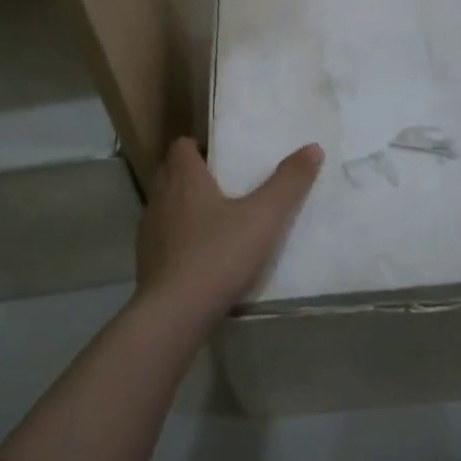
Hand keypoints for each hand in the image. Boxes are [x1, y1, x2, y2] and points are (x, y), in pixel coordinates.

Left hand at [134, 137, 323, 326]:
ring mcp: (149, 232)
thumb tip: (313, 147)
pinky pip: (163, 238)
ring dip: (184, 206)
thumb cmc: (218, 255)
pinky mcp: (147, 262)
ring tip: (216, 219)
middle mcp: (161, 199)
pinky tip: (202, 255)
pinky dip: (179, 238)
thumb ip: (288, 183)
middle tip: (224, 183)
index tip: (223, 156)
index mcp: (184, 179)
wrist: (174, 314)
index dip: (200, 146)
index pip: (181, 146)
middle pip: (170, 172)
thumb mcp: (263, 217)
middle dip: (192, 173)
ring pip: (165, 206)